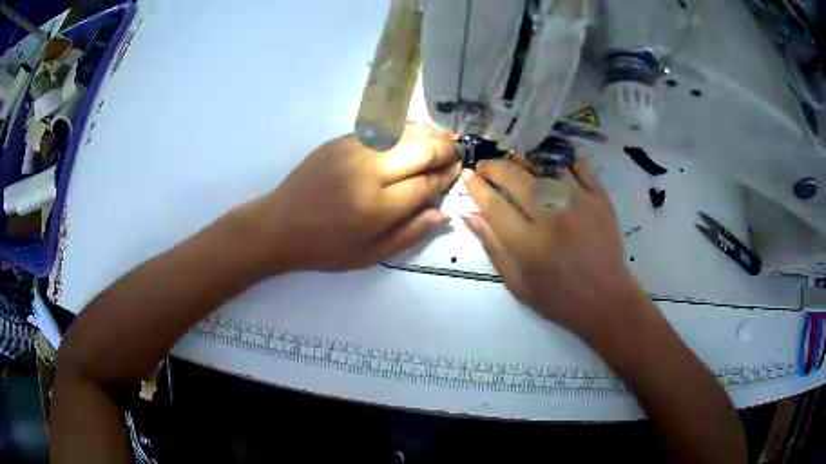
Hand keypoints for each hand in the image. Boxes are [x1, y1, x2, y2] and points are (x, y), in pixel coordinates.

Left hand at [243, 125, 459, 272]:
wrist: (279, 225)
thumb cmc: (325, 247)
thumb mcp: (369, 256)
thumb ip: (409, 234)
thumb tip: (444, 214)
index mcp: (376, 207)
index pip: (425, 183)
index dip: (446, 176)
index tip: (459, 171)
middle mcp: (368, 173)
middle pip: (419, 151)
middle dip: (445, 149)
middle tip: (458, 151)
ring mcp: (352, 151)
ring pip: (402, 133)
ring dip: (429, 133)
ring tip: (446, 136)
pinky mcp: (340, 141)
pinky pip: (380, 129)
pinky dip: (403, 128)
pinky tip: (415, 131)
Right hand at [461, 160, 645, 338]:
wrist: (606, 301)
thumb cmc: (559, 299)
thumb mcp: (518, 284)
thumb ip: (494, 248)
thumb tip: (471, 216)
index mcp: (528, 244)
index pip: (494, 205)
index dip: (476, 187)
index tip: (468, 175)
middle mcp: (552, 218)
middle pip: (516, 179)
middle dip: (494, 167)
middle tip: (486, 166)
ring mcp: (579, 204)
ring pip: (545, 168)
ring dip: (524, 161)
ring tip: (514, 163)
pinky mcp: (600, 199)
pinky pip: (579, 168)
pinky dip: (563, 161)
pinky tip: (551, 163)